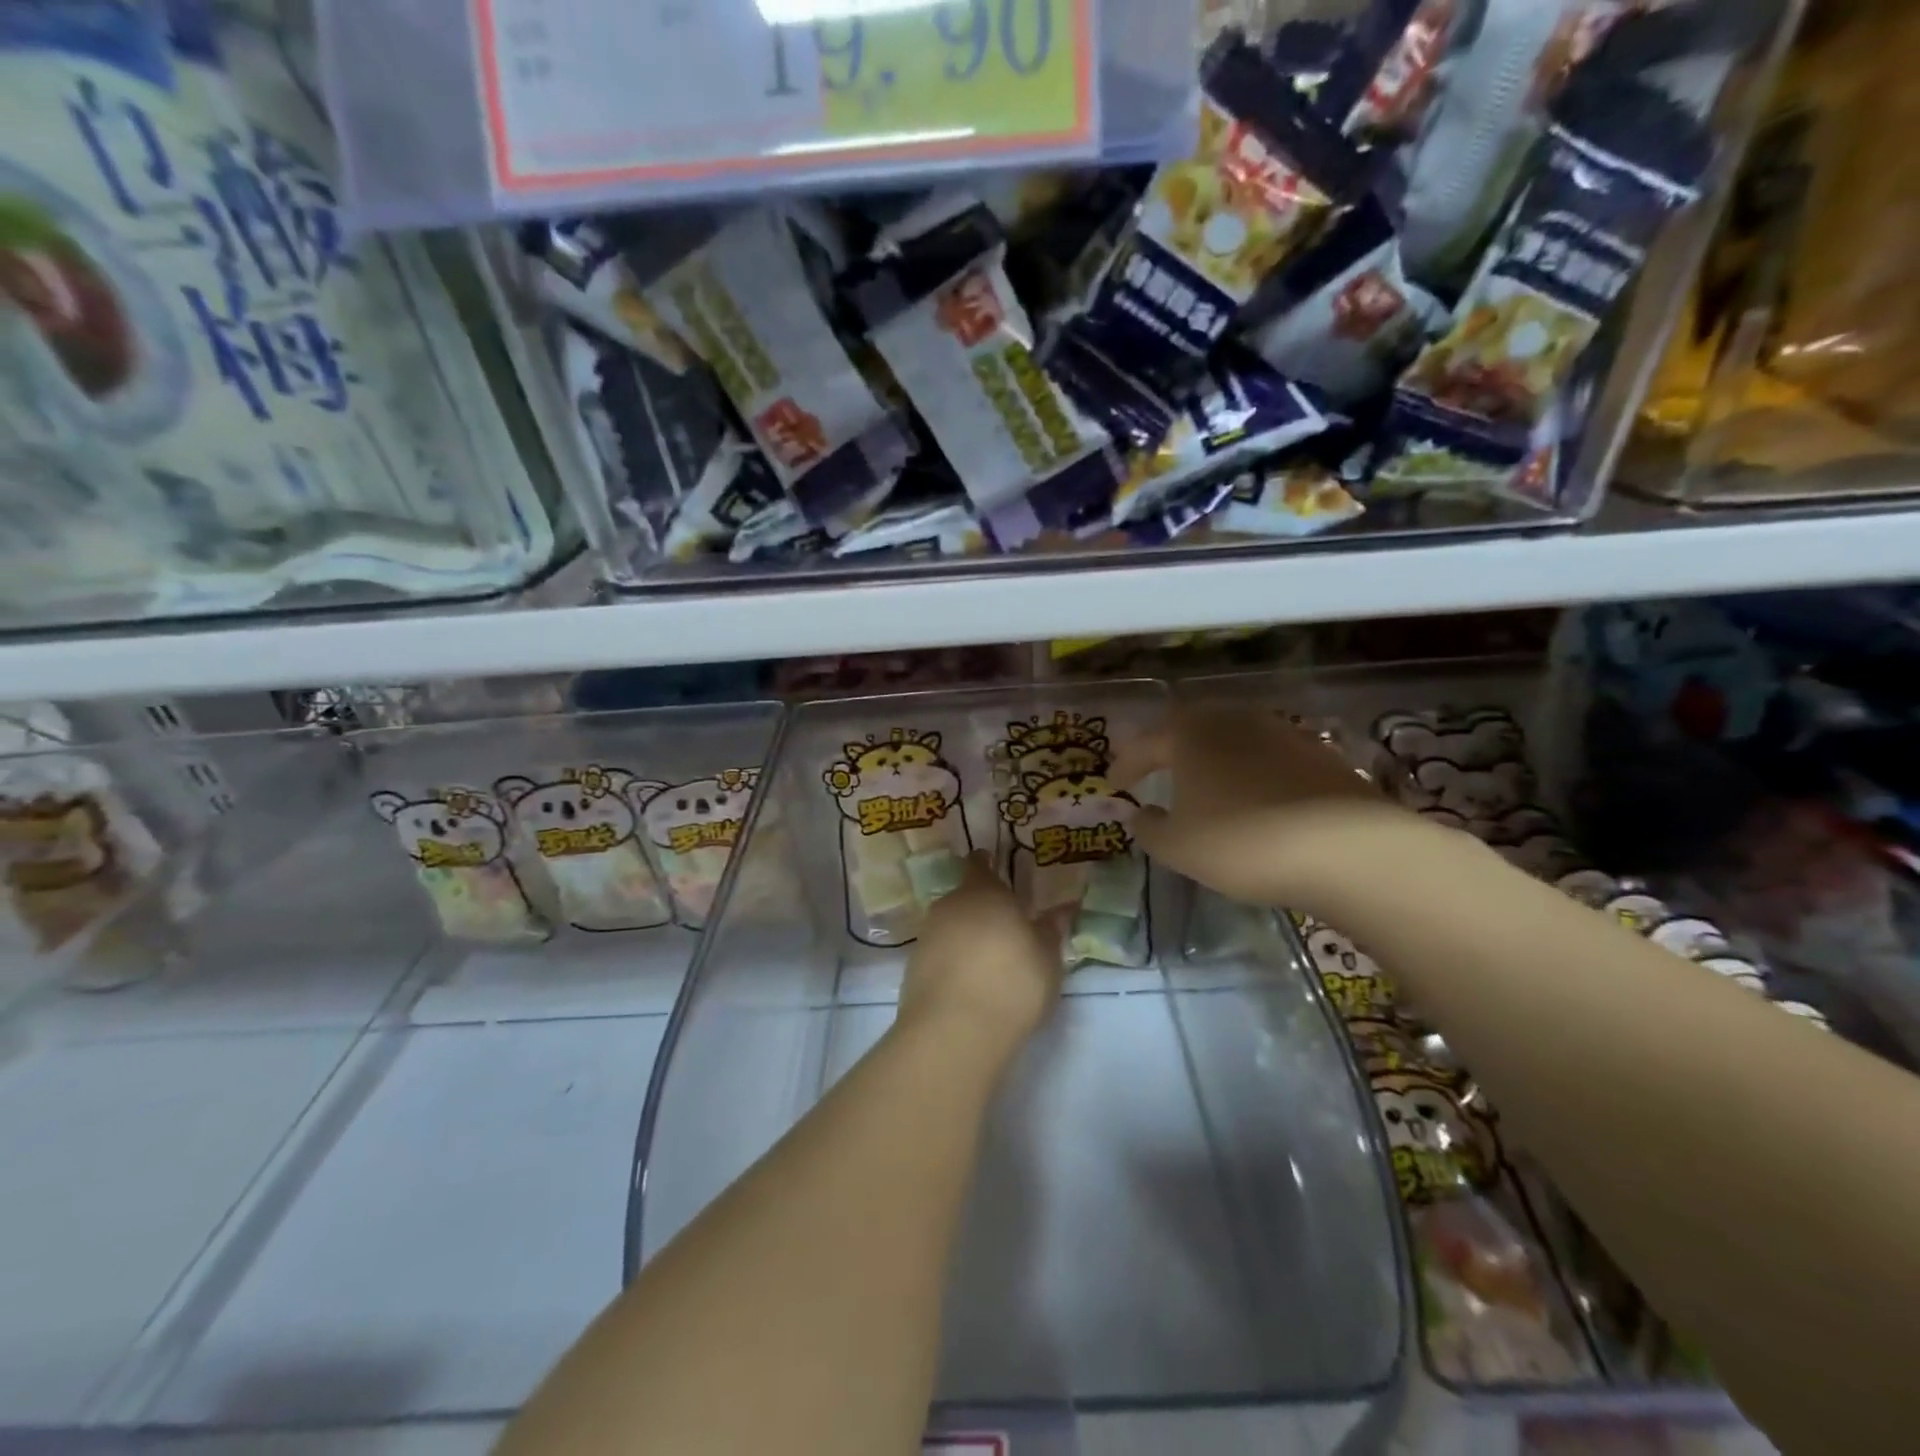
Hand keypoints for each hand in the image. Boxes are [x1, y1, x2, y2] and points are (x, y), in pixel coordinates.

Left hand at [897, 852, 1068, 1049]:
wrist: (954, 1030)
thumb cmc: (1012, 982)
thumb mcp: (1047, 959)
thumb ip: (1051, 931)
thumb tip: (1061, 910)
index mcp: (984, 892)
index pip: (980, 864)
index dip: (987, 865)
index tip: (996, 870)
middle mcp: (950, 904)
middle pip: (965, 897)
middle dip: (981, 908)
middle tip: (1004, 927)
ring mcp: (927, 935)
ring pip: (950, 925)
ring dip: (966, 936)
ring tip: (988, 960)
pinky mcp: (912, 967)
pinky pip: (939, 953)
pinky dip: (952, 961)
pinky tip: (969, 984)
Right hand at [1112, 705, 1404, 908]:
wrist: (1347, 848)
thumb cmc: (1242, 842)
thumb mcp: (1178, 847)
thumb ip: (1149, 829)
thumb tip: (1140, 814)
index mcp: (1190, 734)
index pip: (1145, 745)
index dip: (1126, 764)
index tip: (1112, 782)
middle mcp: (1233, 720)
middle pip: (1191, 728)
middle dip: (1170, 748)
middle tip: (1156, 769)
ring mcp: (1280, 732)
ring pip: (1232, 738)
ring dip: (1213, 758)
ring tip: (1204, 783)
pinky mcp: (1318, 753)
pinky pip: (1267, 757)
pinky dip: (1250, 772)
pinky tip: (1254, 796)